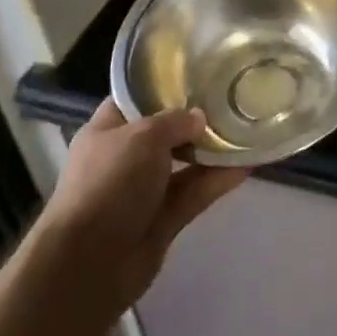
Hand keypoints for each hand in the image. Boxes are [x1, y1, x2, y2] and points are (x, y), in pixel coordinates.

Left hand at [28, 100, 248, 326]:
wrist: (89, 264)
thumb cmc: (109, 184)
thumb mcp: (142, 137)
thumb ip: (175, 121)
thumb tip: (200, 118)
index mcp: (108, 130)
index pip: (136, 98)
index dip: (164, 84)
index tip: (199, 71)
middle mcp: (125, 158)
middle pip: (166, 131)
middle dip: (196, 118)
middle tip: (233, 97)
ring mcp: (144, 191)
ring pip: (185, 163)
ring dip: (212, 150)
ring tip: (247, 129)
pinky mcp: (163, 220)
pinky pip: (195, 193)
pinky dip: (217, 181)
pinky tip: (246, 165)